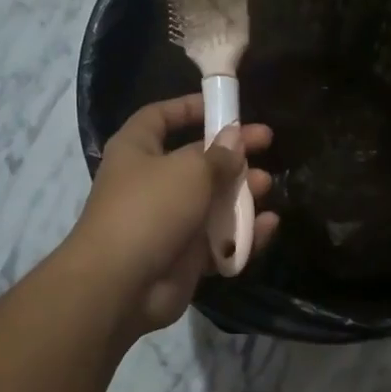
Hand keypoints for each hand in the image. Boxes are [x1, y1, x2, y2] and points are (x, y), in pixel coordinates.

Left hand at [69, 95, 279, 334]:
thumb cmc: (150, 209)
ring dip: (241, 193)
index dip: (189, 107)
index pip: (160, 117)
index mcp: (137, 150)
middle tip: (267, 144)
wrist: (122, 284)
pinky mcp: (184, 257)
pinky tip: (268, 225)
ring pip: (211, 202)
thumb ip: (218, 155)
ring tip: (268, 186)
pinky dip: (243, 233)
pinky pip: (219, 240)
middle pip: (196, 161)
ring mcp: (168, 222)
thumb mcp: (190, 171)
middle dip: (231, 154)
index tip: (225, 106)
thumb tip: (234, 139)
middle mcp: (150, 182)